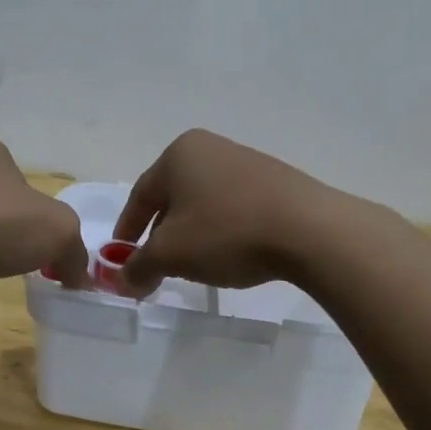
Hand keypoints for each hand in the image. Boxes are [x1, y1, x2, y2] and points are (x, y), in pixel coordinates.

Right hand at [111, 130, 345, 296]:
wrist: (309, 230)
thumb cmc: (226, 233)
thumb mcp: (171, 255)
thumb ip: (138, 267)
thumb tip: (121, 281)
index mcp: (179, 154)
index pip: (139, 196)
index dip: (126, 231)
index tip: (121, 259)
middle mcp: (210, 148)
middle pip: (172, 198)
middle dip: (160, 235)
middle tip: (156, 266)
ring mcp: (246, 162)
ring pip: (203, 204)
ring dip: (192, 235)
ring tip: (194, 265)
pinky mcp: (275, 182)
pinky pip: (233, 208)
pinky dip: (221, 231)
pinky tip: (229, 254)